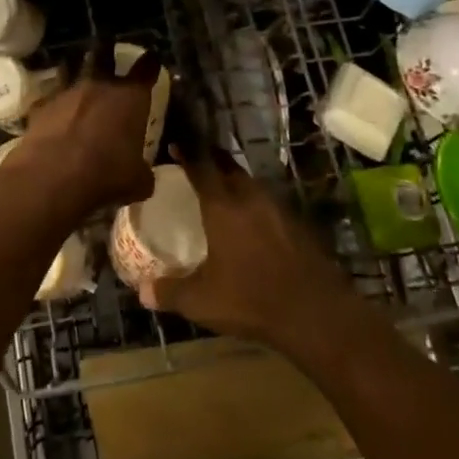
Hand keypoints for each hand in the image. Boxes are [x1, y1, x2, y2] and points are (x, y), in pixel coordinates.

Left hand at [8, 46, 161, 213]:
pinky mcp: (39, 107)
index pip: (145, 70)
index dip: (150, 62)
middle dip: (107, 46)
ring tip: (75, 63)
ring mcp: (66, 93)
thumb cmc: (106, 176)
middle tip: (107, 40)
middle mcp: (99, 87)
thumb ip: (141, 171)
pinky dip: (53, 100)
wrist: (52, 177)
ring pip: (71, 68)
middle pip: (103, 54)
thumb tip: (142, 174)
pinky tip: (52, 107)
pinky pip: (49, 97)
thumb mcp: (137, 182)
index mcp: (130, 99)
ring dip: (75, 66)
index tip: (151, 56)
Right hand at [140, 149, 355, 348]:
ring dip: (235, 181)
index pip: (202, 167)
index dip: (187, 153)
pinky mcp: (299, 227)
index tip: (175, 144)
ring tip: (220, 190)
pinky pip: (269, 204)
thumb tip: (141, 291)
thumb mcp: (201, 301)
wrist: (317, 315)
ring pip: (252, 184)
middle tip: (195, 162)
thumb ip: (169, 292)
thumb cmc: (251, 300)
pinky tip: (250, 222)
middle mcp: (251, 199)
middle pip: (229, 168)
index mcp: (223, 207)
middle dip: (212, 160)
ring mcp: (279, 211)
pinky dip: (254, 204)